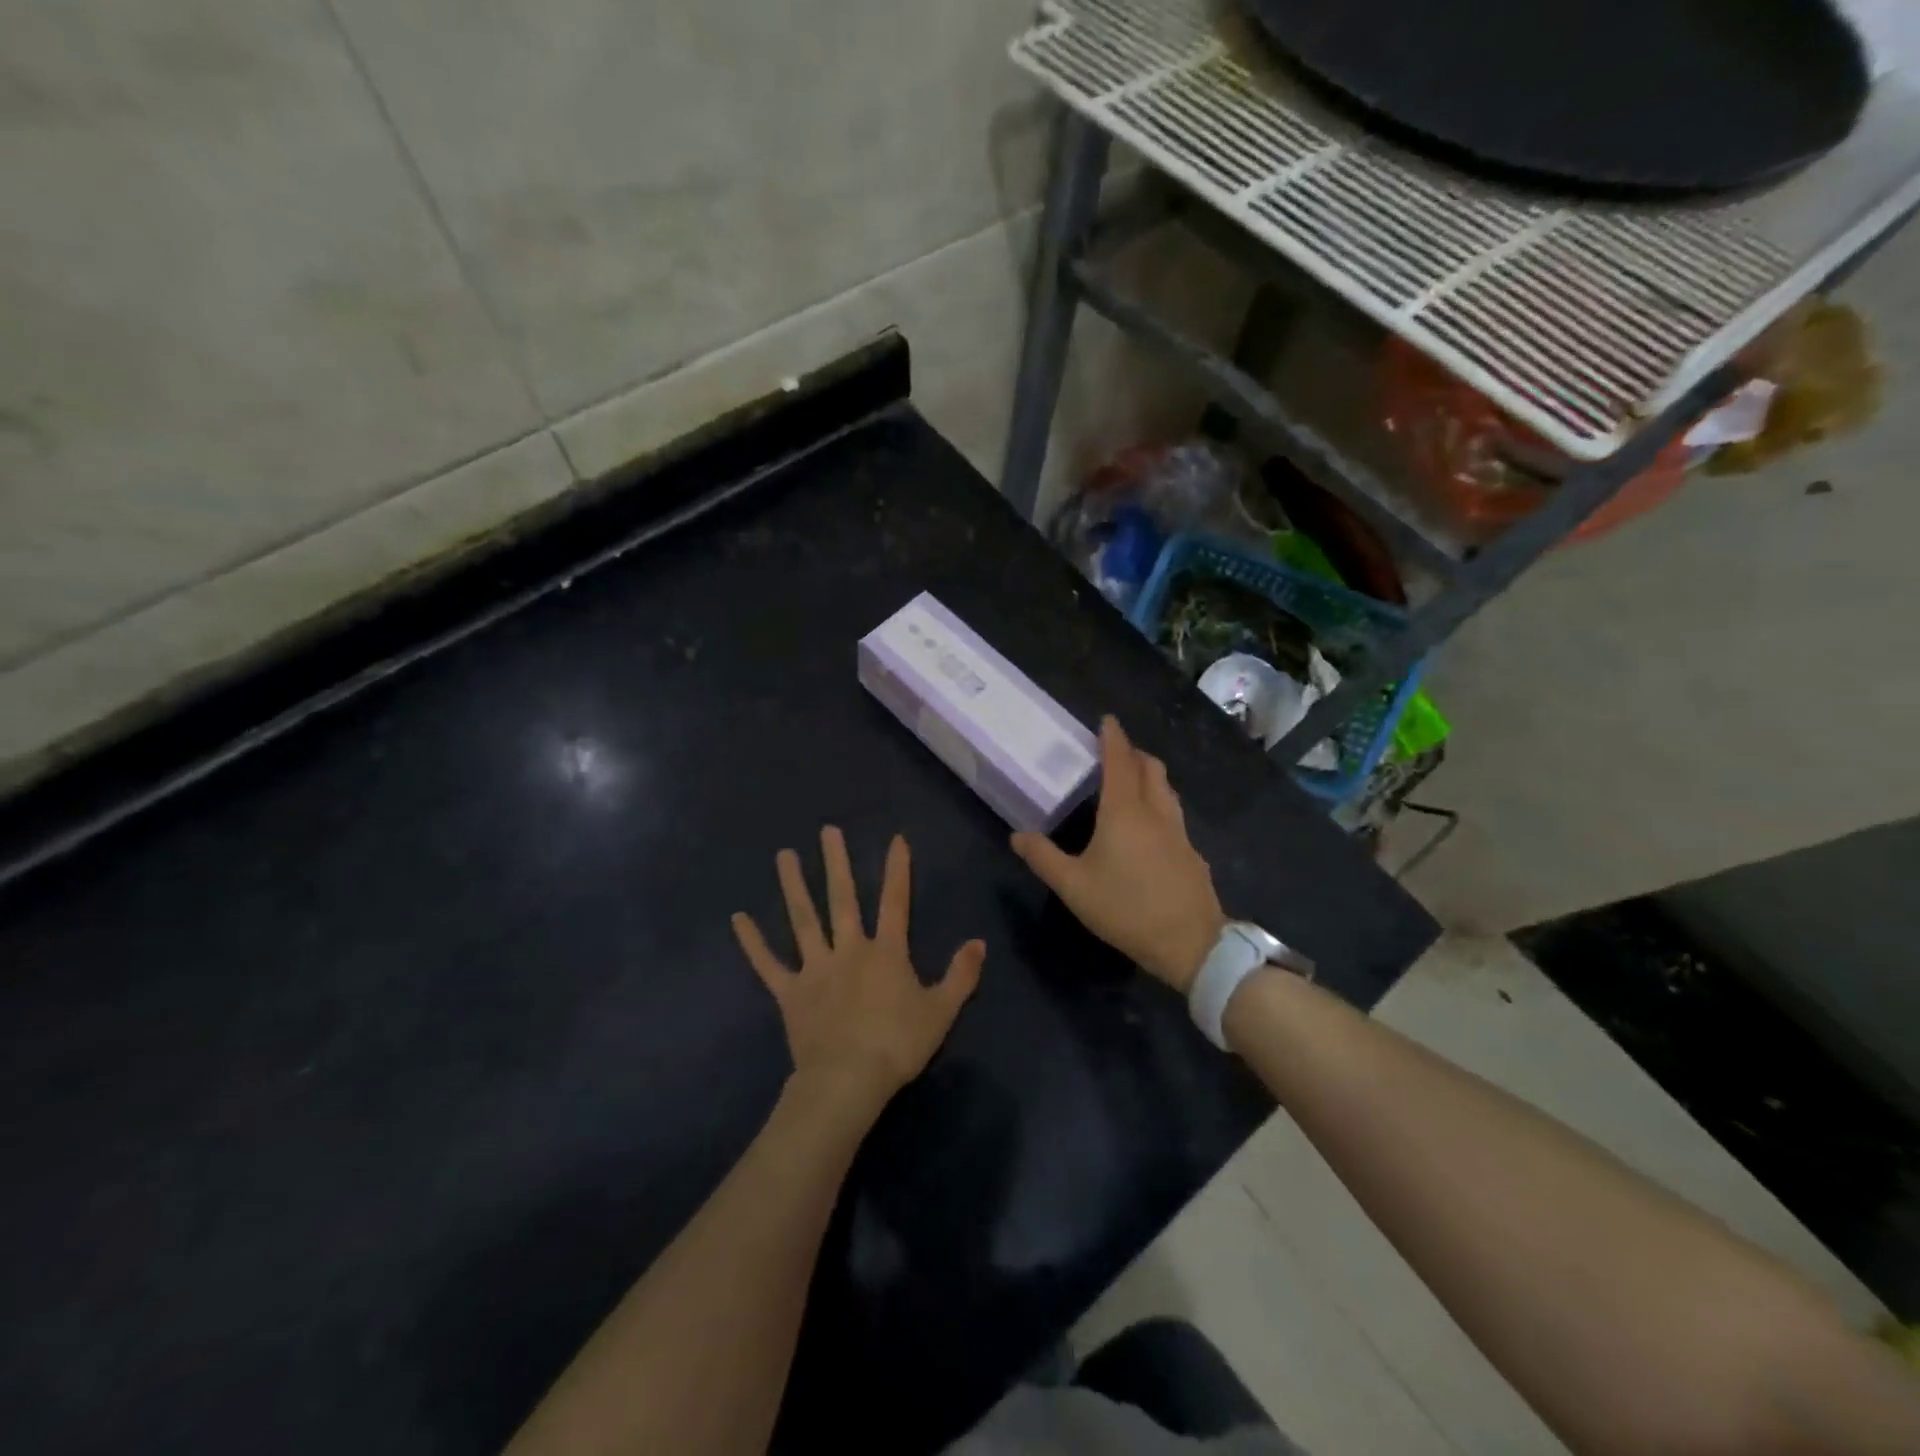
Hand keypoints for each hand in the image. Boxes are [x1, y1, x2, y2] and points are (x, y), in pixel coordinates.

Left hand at [732, 827, 984, 1111]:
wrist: (849, 1080)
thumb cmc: (898, 1045)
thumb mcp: (942, 1011)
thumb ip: (961, 974)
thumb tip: (979, 942)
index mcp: (886, 952)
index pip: (895, 902)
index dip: (897, 870)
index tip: (895, 838)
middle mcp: (849, 950)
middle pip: (842, 899)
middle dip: (836, 863)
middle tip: (827, 830)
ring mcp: (815, 968)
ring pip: (803, 920)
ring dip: (793, 886)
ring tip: (784, 855)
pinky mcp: (790, 992)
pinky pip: (768, 964)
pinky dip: (753, 942)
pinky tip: (739, 919)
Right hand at [1010, 717, 1223, 993]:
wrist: (1191, 943)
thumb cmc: (1126, 908)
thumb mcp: (1074, 886)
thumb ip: (1044, 858)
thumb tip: (1018, 835)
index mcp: (1124, 811)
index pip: (1119, 761)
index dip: (1113, 738)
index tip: (1107, 720)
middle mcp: (1155, 812)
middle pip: (1150, 768)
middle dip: (1133, 753)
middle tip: (1115, 753)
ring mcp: (1179, 832)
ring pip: (1166, 790)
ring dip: (1150, 776)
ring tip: (1132, 783)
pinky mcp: (1192, 853)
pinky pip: (1175, 815)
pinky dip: (1160, 805)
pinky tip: (1150, 829)